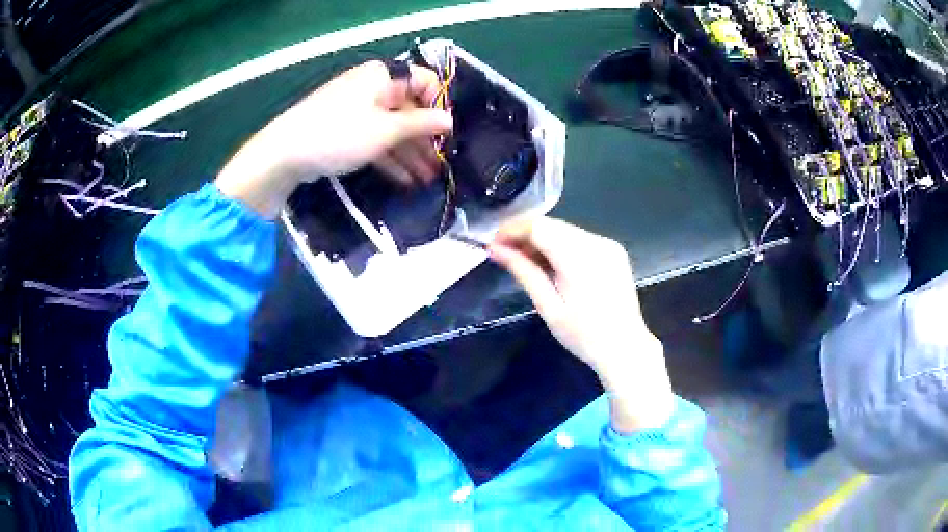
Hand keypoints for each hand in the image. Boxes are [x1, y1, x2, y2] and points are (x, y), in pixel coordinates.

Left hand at [216, 60, 452, 217]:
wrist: (284, 153)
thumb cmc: (339, 134)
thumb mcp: (385, 130)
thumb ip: (420, 124)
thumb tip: (449, 120)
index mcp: (384, 77)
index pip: (424, 82)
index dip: (439, 106)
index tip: (446, 134)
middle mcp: (373, 88)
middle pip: (409, 109)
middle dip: (425, 138)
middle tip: (440, 165)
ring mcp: (358, 110)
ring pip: (392, 129)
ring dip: (410, 153)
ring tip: (427, 179)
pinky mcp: (346, 130)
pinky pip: (375, 140)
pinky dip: (390, 157)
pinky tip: (405, 180)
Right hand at [490, 217, 674, 432]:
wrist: (625, 347)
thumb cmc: (584, 335)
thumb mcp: (548, 307)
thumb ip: (523, 272)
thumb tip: (496, 249)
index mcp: (580, 257)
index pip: (539, 227)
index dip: (513, 230)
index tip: (493, 244)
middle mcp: (596, 243)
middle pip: (552, 224)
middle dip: (525, 234)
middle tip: (504, 253)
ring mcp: (608, 244)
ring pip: (565, 229)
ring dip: (542, 239)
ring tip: (524, 260)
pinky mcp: (613, 250)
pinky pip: (579, 238)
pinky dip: (560, 245)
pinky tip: (550, 263)